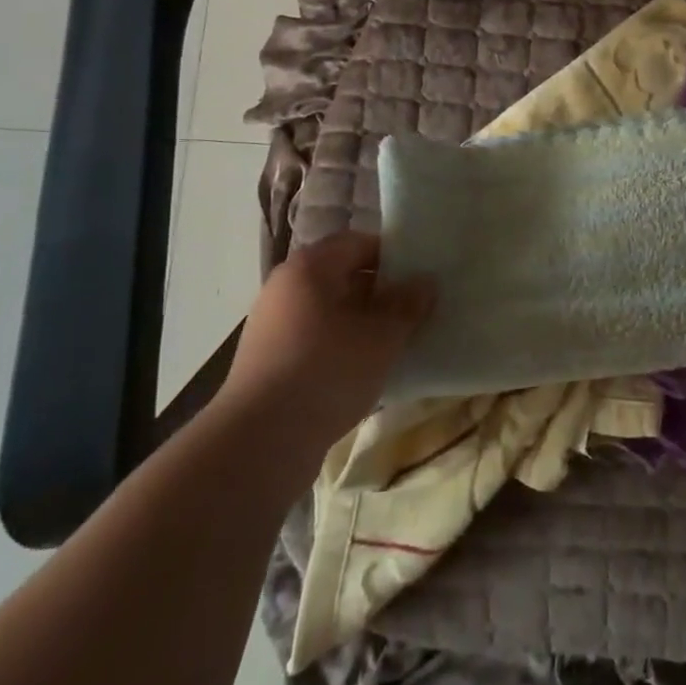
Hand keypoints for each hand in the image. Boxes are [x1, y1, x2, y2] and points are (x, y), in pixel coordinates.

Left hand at [223, 232, 435, 445]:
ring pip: (330, 310)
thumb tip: (425, 282)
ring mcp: (272, 325)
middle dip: (381, 291)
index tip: (421, 276)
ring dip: (362, 321)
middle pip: (343, 275)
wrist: (260, 442)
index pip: (359, 243)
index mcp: (310, 267)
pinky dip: (341, 346)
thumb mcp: (382, 336)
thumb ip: (408, 304)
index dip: (394, 255)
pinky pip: (315, 338)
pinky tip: (365, 369)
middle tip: (415, 309)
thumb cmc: (328, 371)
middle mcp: (285, 287)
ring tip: (395, 342)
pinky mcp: (268, 360)